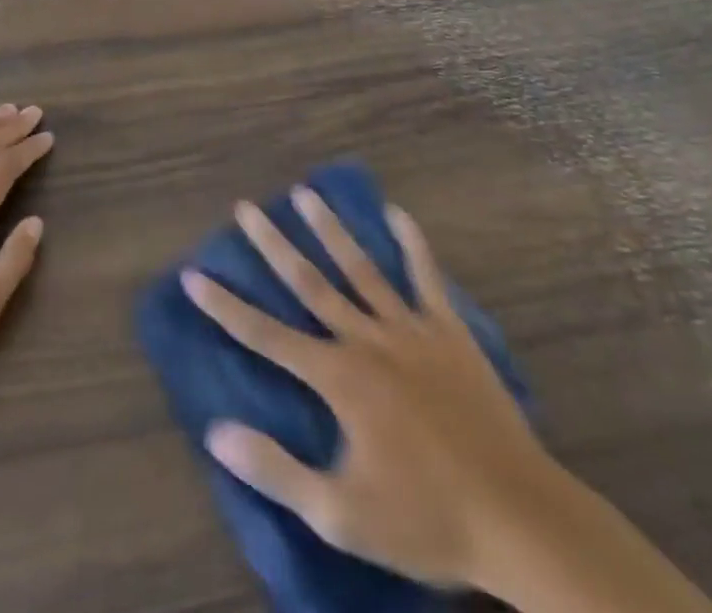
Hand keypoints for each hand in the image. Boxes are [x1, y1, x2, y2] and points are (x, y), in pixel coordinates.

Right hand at [186, 194, 711, 612]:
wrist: (516, 516)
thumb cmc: (425, 519)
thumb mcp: (341, 514)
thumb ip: (276, 469)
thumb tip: (217, 432)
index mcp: (339, 378)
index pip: (267, 336)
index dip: (226, 306)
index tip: (195, 274)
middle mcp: (367, 340)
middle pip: (309, 284)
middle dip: (272, 246)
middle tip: (246, 208)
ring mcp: (410, 329)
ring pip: (360, 268)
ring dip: (330, 230)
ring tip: (306, 193)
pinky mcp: (449, 331)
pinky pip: (426, 277)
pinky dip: (412, 244)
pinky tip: (399, 213)